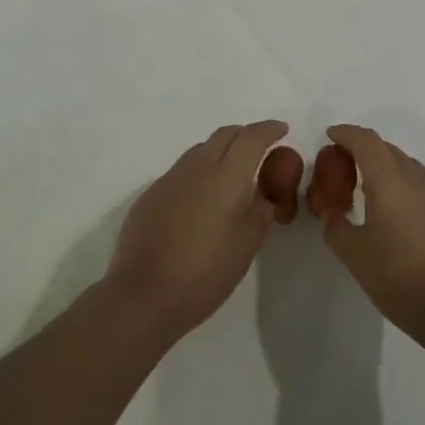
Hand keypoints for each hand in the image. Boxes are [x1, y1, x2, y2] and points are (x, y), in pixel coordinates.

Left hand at [101, 120, 288, 342]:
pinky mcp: (151, 194)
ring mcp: (170, 178)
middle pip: (224, 135)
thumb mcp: (246, 246)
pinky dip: (199, 172)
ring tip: (232, 173)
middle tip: (260, 148)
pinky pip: (182, 171)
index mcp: (225, 177)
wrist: (143, 295)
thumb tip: (262, 193)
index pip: (251, 138)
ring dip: (220, 151)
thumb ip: (259, 212)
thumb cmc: (204, 274)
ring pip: (201, 150)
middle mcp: (196, 167)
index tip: (281, 129)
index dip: (268, 130)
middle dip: (245, 135)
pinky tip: (201, 198)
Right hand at [318, 125, 424, 345]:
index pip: (366, 141)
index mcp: (389, 180)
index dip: (346, 133)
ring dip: (383, 166)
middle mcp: (415, 178)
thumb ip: (336, 227)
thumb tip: (333, 214)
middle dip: (362, 149)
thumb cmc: (400, 279)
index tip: (330, 135)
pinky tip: (394, 210)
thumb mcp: (355, 255)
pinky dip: (400, 183)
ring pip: (405, 165)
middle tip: (342, 166)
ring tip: (366, 188)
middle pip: (386, 149)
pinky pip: (419, 183)